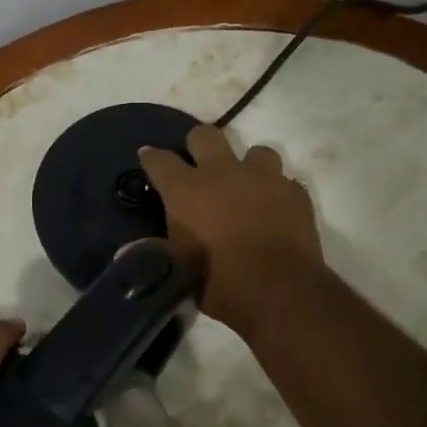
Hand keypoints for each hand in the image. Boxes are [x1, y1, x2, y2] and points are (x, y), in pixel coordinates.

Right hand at [139, 123, 322, 331]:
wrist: (281, 292)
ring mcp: (262, 178)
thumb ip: (161, 249)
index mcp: (186, 190)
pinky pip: (283, 181)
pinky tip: (275, 211)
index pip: (159, 159)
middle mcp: (222, 172)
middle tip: (199, 165)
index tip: (149, 158)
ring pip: (255, 151)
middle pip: (204, 135)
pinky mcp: (294, 192)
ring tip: (247, 187)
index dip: (151, 157)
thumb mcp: (180, 269)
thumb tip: (131, 250)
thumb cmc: (221, 283)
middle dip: (198, 145)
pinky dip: (276, 193)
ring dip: (248, 167)